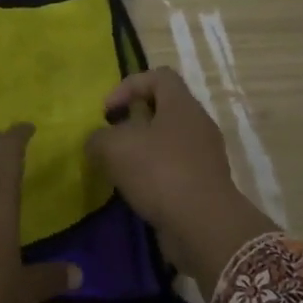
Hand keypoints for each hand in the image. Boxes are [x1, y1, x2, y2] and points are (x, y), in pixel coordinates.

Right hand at [85, 68, 275, 295]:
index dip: (129, 85)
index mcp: (181, 105)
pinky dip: (155, 174)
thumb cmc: (159, 172)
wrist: (203, 226)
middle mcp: (198, 124)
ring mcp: (205, 155)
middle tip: (113, 138)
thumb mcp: (114, 148)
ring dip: (143, 149)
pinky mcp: (205, 184)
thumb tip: (97, 142)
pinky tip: (137, 190)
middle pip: (164, 108)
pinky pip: (175, 167)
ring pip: (169, 140)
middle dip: (134, 120)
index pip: (159, 76)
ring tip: (120, 167)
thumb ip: (98, 138)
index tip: (108, 111)